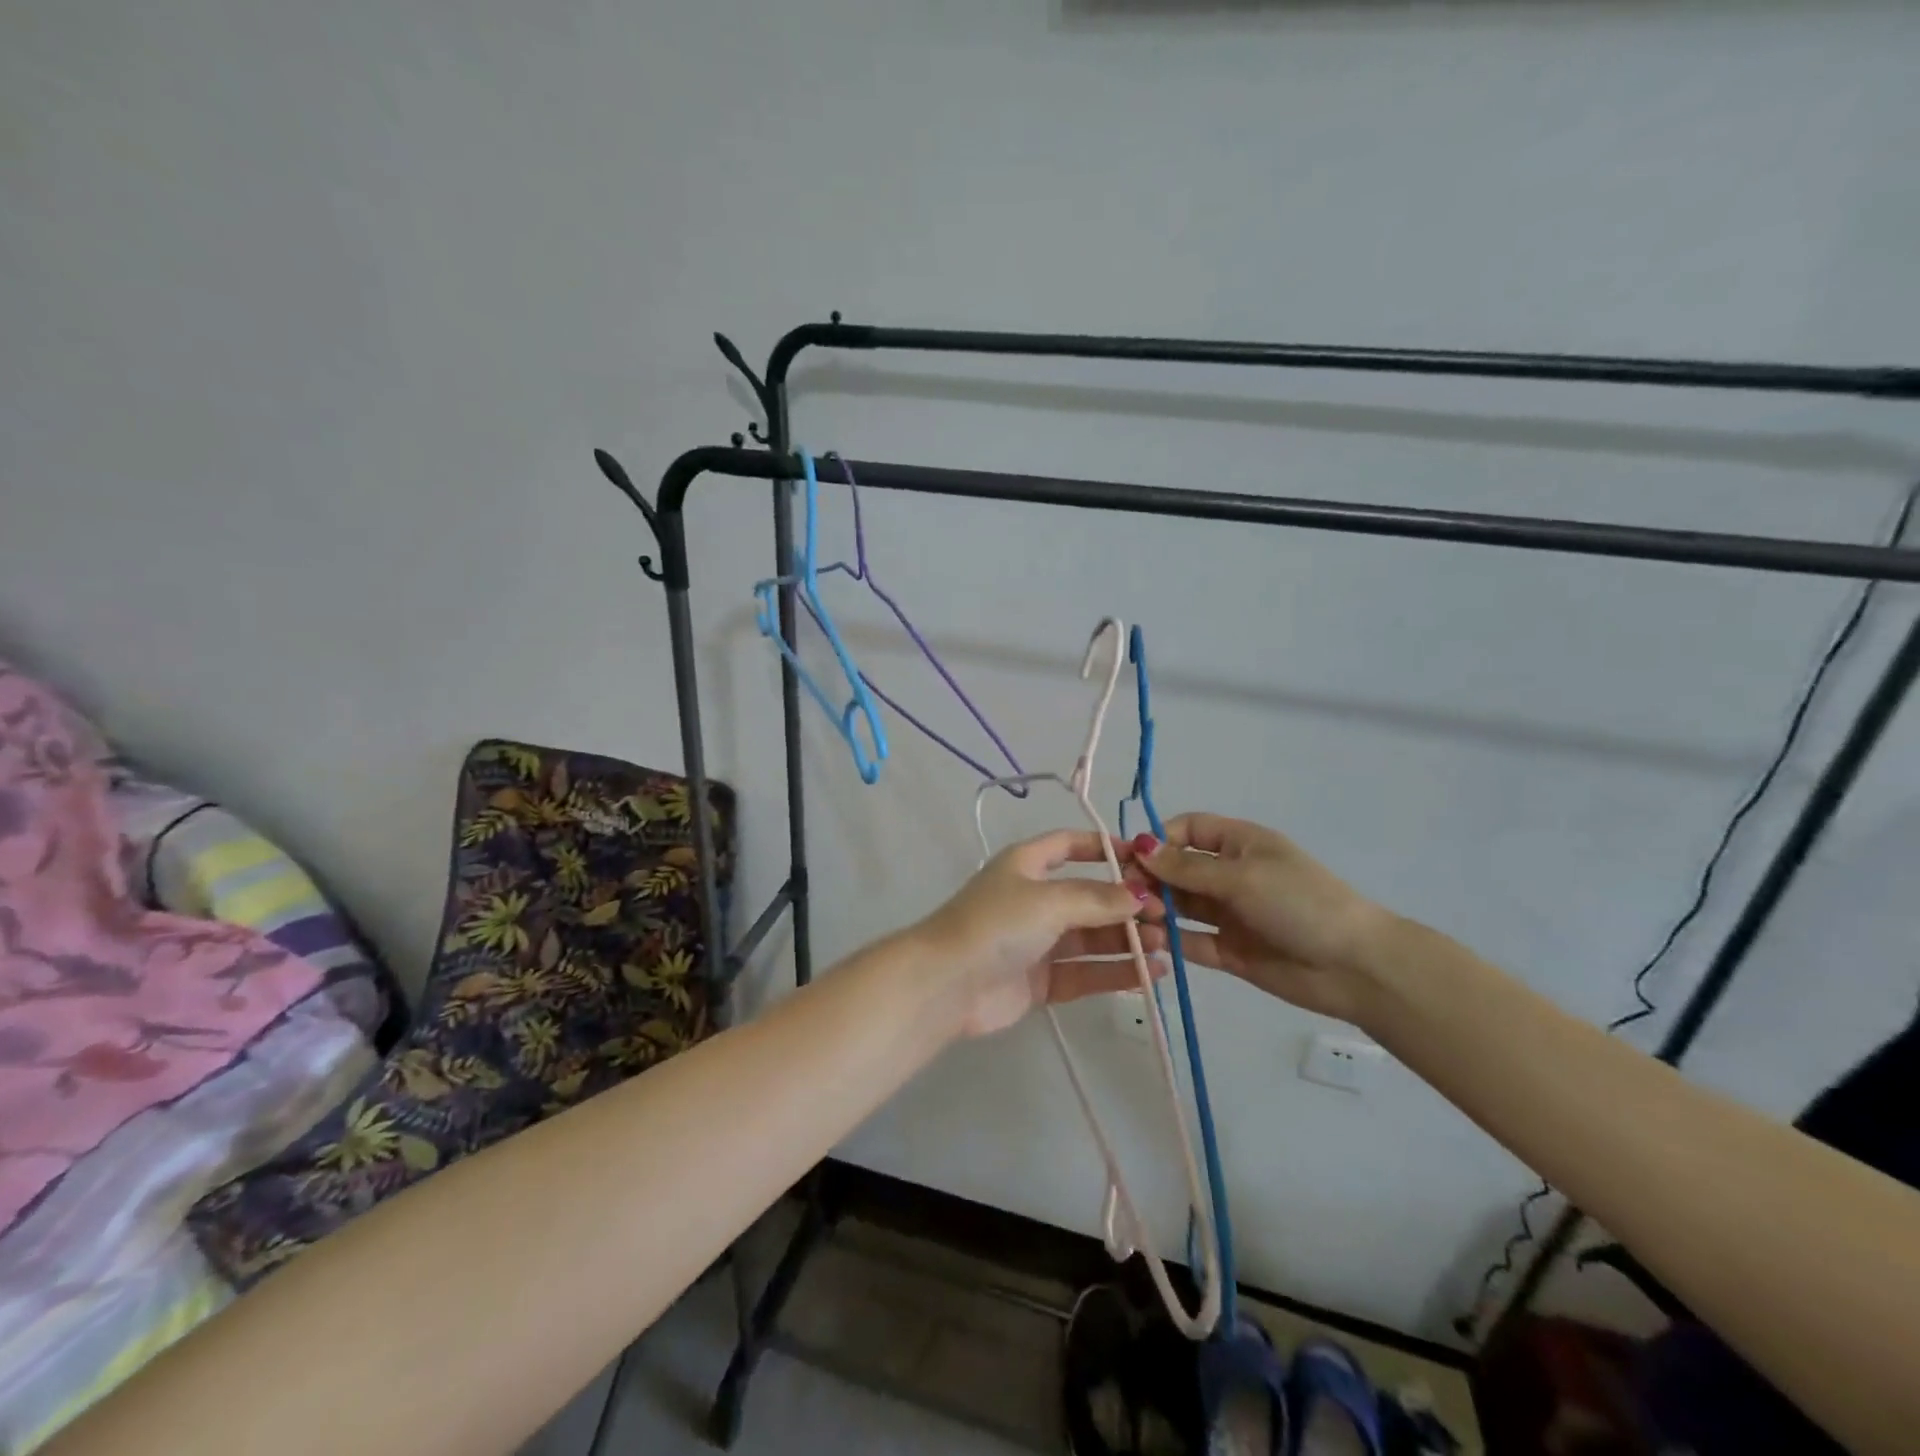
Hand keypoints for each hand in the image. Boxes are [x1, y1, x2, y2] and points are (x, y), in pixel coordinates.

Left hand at [915, 830, 1164, 1037]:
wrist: (947, 984)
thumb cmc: (997, 924)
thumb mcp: (1049, 900)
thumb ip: (1097, 898)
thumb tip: (1141, 895)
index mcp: (1027, 865)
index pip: (1070, 845)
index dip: (1106, 848)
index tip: (1146, 860)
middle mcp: (1033, 899)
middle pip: (1088, 895)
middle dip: (1126, 903)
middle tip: (1166, 915)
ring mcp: (1037, 941)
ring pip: (1091, 936)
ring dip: (1127, 939)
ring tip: (1165, 944)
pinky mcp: (1041, 980)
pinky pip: (1086, 971)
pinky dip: (1116, 971)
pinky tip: (1152, 973)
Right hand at [1134, 813, 1389, 1023]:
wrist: (1354, 967)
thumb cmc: (1299, 903)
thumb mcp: (1242, 876)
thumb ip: (1187, 868)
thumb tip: (1139, 846)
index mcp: (1240, 844)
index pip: (1188, 830)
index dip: (1159, 839)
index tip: (1132, 857)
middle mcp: (1231, 875)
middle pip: (1178, 869)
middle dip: (1152, 877)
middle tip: (1125, 893)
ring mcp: (1230, 914)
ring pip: (1181, 905)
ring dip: (1157, 908)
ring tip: (1137, 918)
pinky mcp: (1230, 951)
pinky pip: (1192, 941)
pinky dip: (1172, 941)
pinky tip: (1152, 943)